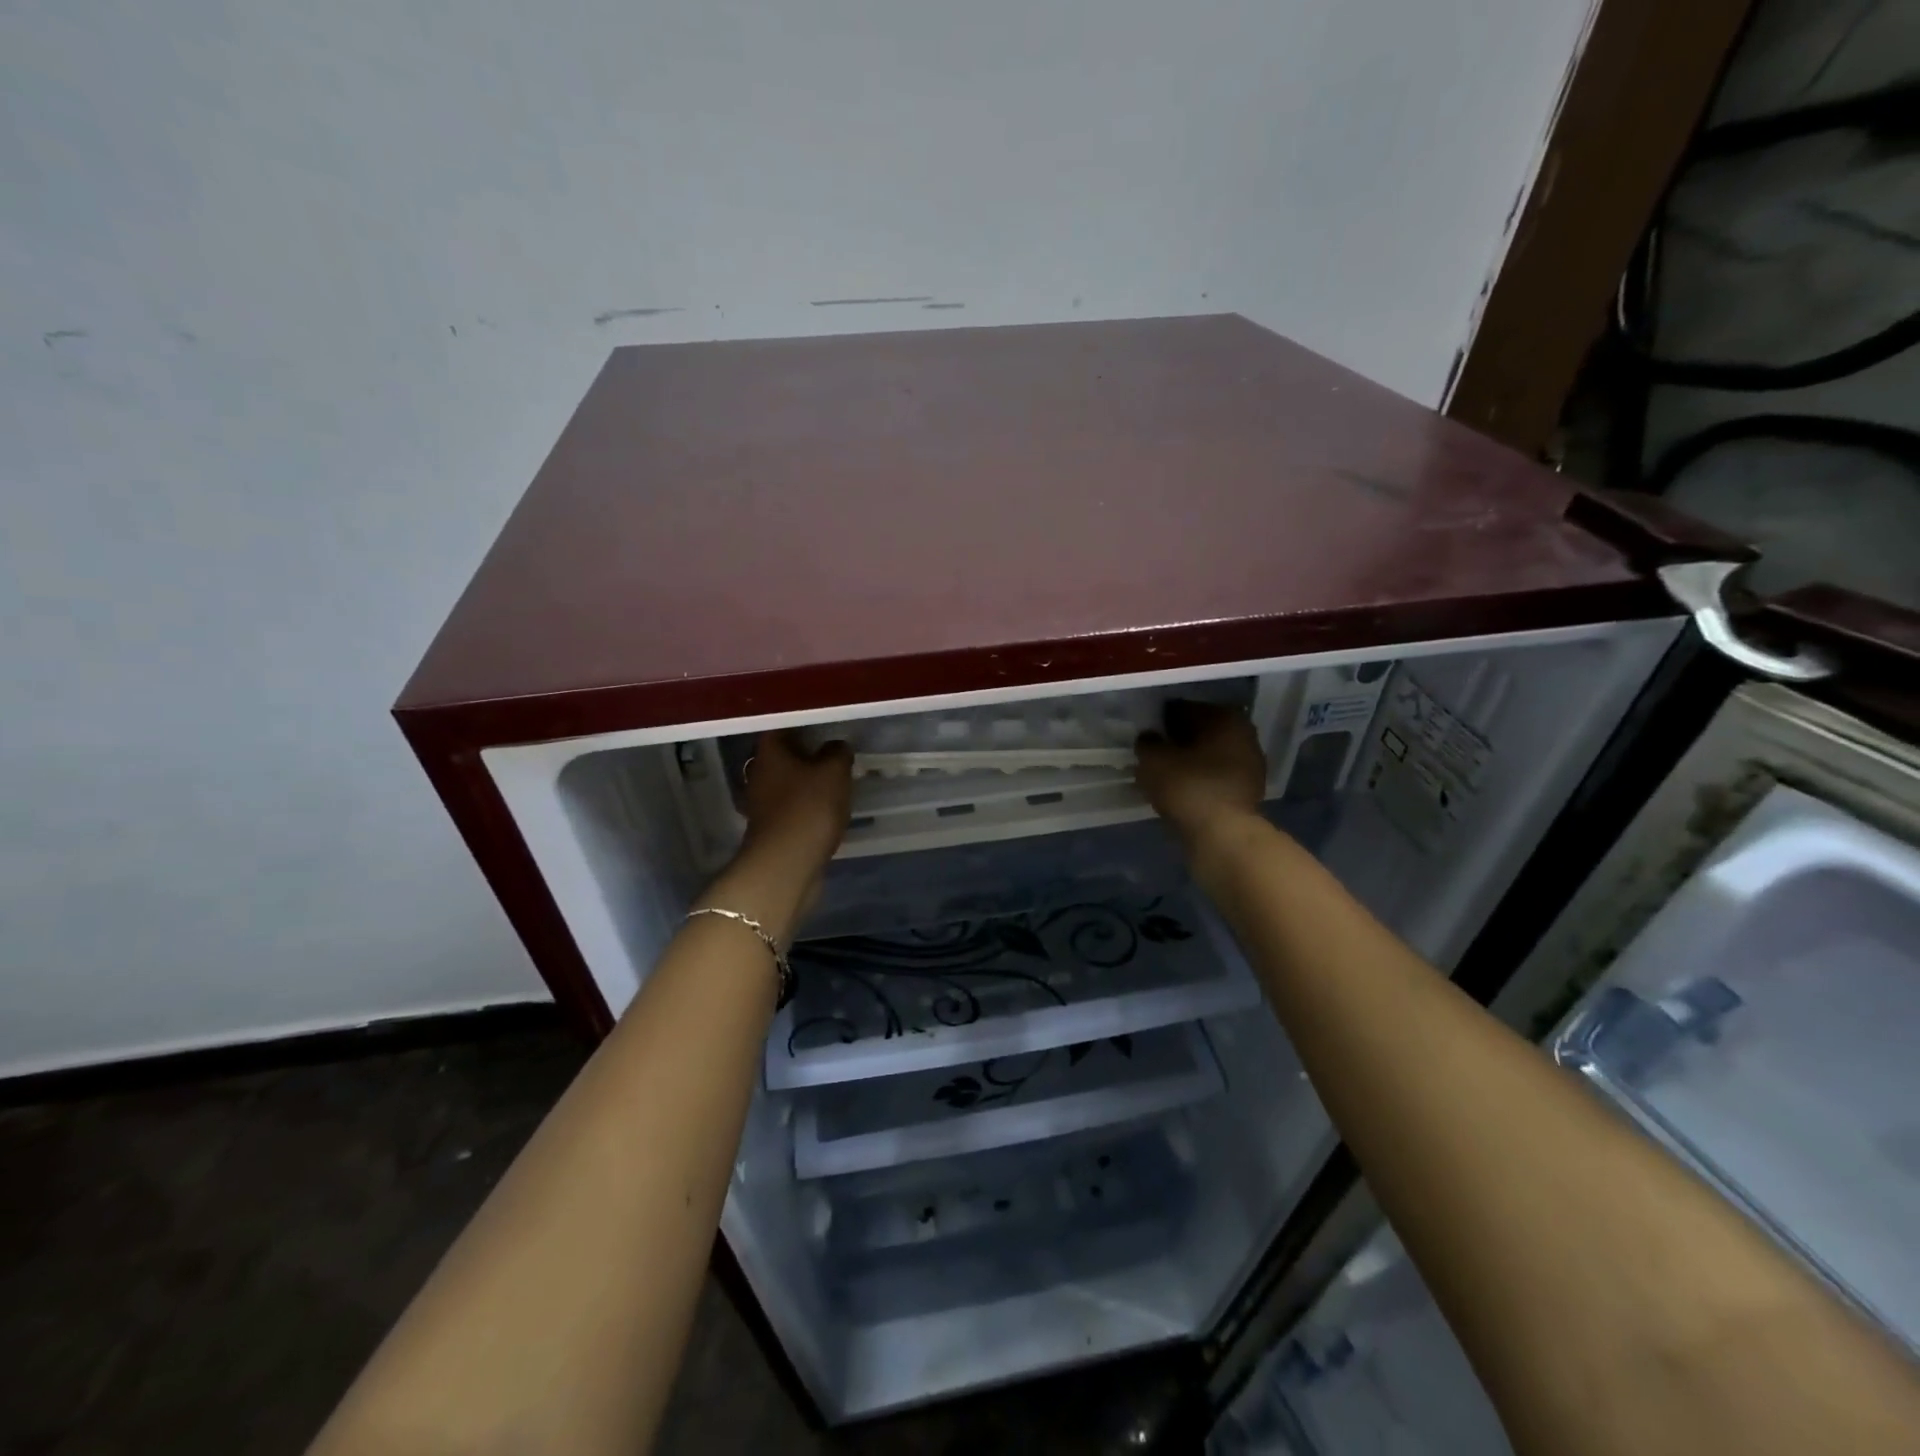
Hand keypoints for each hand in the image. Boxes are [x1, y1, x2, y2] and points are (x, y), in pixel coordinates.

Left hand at [739, 730, 854, 878]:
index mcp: (769, 752)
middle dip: (807, 753)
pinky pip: (792, 807)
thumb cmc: (809, 807)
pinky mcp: (772, 828)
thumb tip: (835, 746)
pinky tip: (827, 808)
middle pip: (783, 756)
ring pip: (788, 782)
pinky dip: (807, 805)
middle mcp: (759, 774)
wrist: (787, 864)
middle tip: (835, 752)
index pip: (781, 726)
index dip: (803, 723)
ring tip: (836, 780)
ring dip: (808, 781)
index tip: (826, 725)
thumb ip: (838, 752)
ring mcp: (762, 804)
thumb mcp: (834, 771)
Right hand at [1135, 701, 1267, 845]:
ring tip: (1164, 773)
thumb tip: (1150, 738)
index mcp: (1225, 717)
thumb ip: (1147, 742)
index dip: (1162, 719)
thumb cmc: (1188, 786)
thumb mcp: (1153, 759)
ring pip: (1211, 756)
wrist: (1223, 835)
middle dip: (1179, 740)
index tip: (1146, 733)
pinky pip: (1216, 778)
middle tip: (1154, 752)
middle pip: (1202, 731)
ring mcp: (1251, 765)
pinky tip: (1181, 790)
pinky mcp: (1249, 792)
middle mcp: (1244, 735)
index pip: (1185, 708)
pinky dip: (1199, 780)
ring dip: (1190, 761)